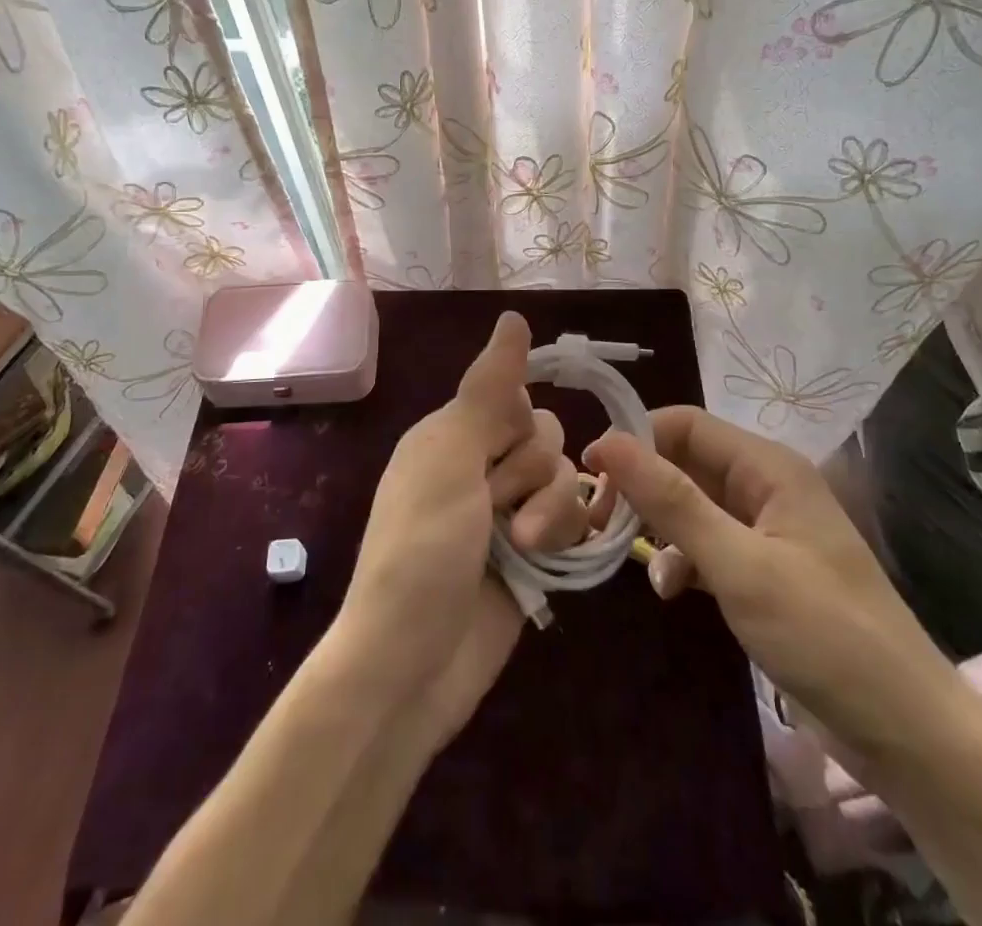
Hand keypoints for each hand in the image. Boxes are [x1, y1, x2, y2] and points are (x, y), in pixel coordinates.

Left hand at [338, 312, 588, 741]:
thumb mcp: (450, 458)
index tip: (501, 449)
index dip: (518, 423)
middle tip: (497, 509)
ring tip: (519, 549)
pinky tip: (547, 559)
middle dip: (532, 473)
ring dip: (549, 512)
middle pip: (546, 438)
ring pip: (563, 480)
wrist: (411, 666)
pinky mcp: (531, 556)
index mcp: (451, 436)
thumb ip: (488, 389)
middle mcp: (478, 467)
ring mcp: (506, 515)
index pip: (514, 398)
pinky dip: (565, 536)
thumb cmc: (422, 549)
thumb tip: (514, 316)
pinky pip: (571, 522)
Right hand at [584, 406, 960, 755]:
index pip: (686, 424)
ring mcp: (766, 531)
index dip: (636, 438)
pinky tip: (672, 591)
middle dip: (642, 487)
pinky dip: (683, 560)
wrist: (907, 734)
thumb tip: (608, 441)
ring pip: (692, 506)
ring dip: (659, 527)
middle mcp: (766, 487)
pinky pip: (708, 545)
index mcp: (768, 467)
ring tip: (629, 557)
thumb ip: (671, 501)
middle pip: (686, 463)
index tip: (591, 472)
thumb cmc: (823, 634)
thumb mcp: (738, 564)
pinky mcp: (764, 571)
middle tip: (600, 520)